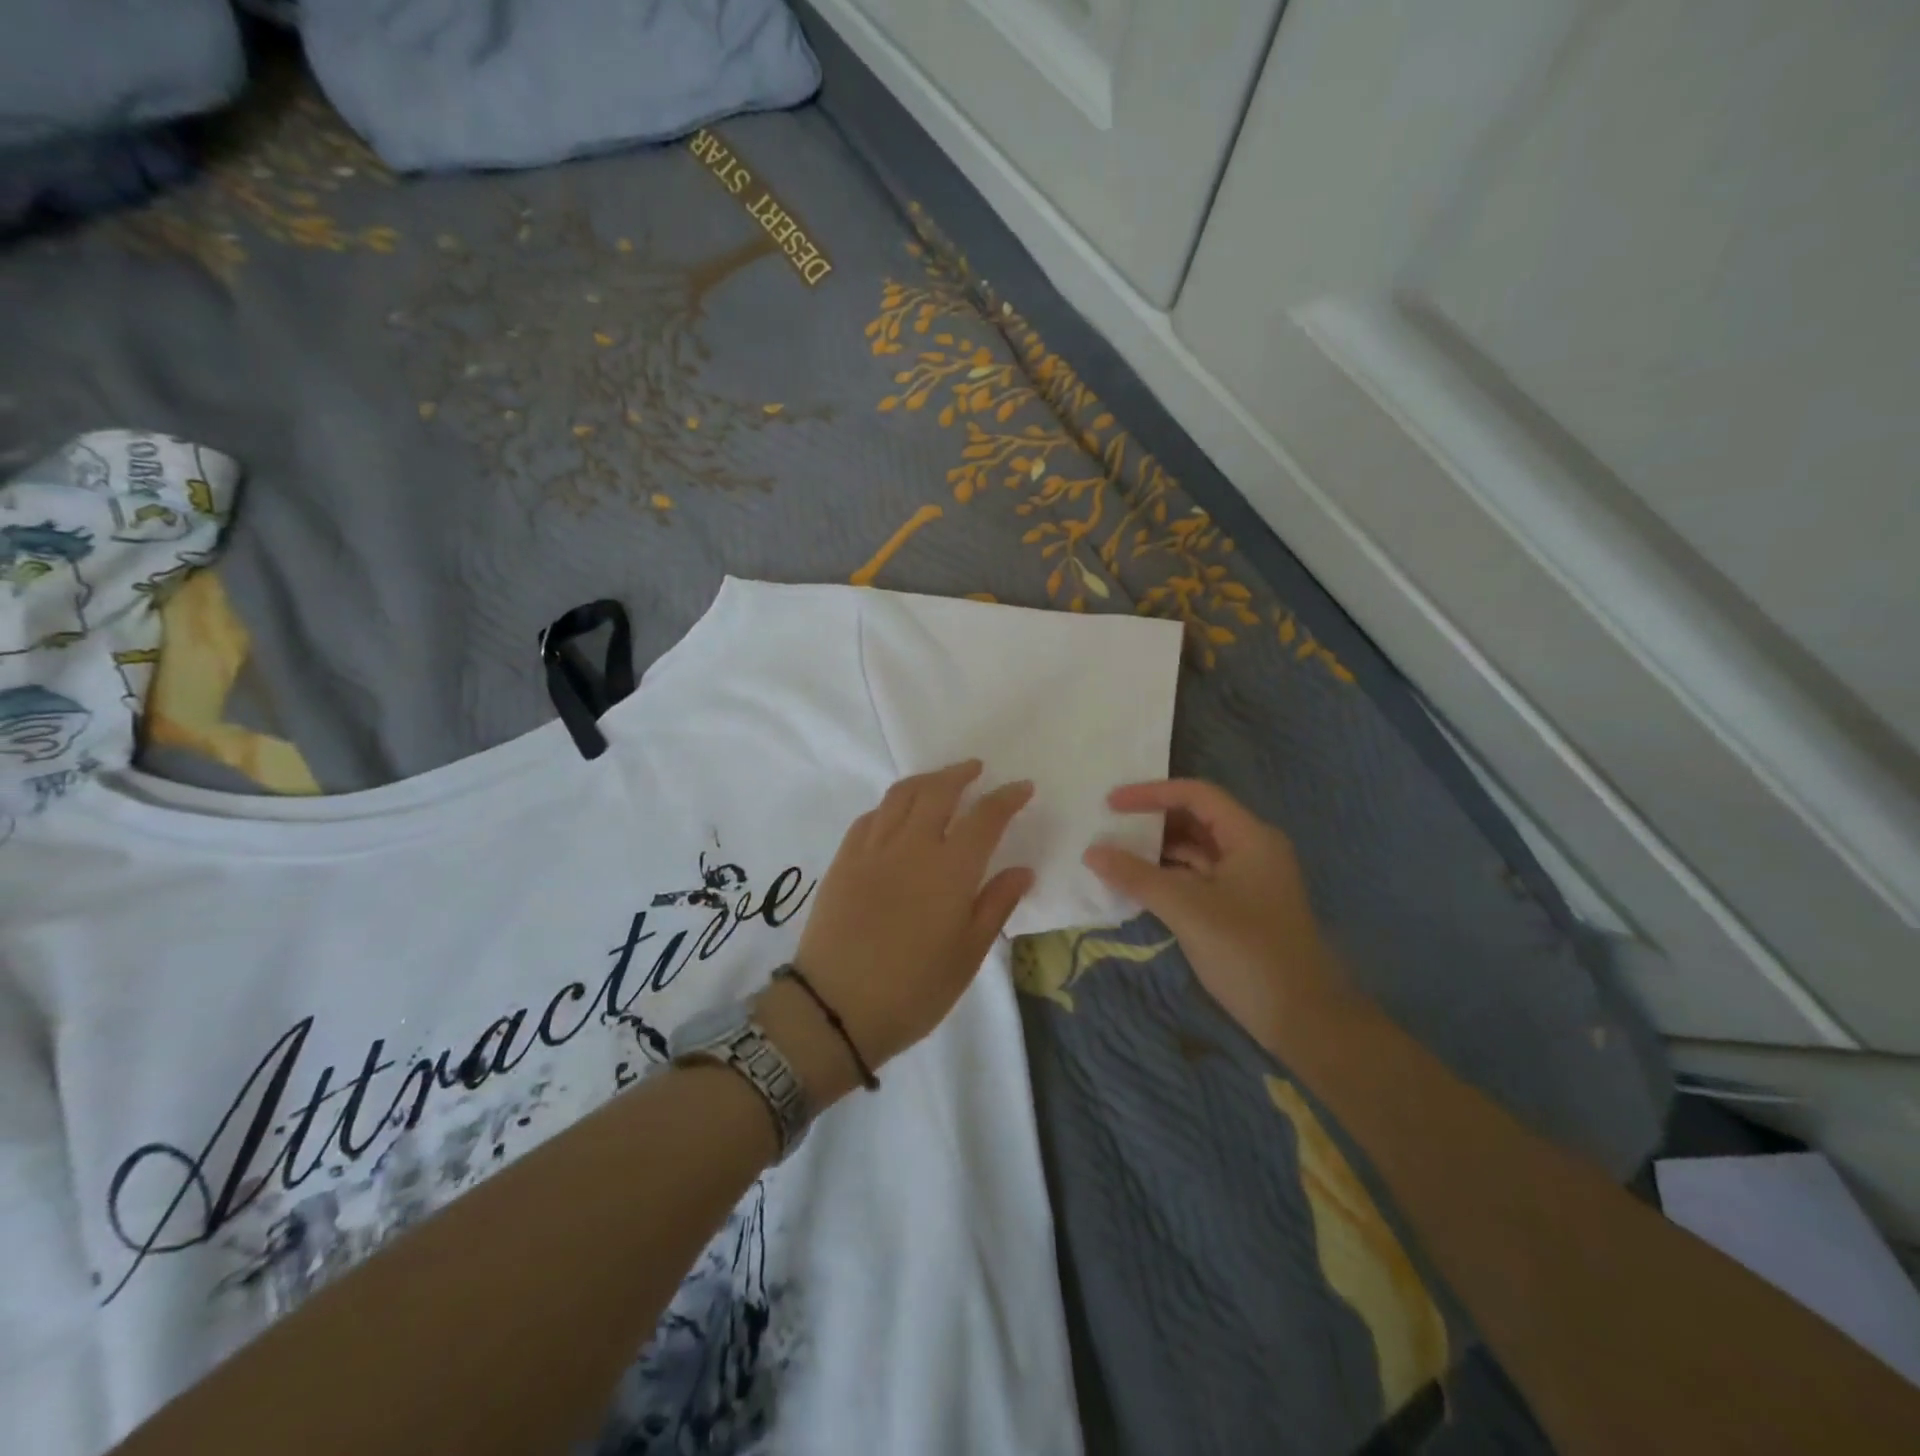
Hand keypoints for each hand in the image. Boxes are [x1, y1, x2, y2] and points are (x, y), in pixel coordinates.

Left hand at [775, 761, 1034, 1093]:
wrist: (835, 1008)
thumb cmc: (913, 990)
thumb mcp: (967, 955)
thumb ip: (996, 905)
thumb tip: (1022, 870)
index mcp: (950, 870)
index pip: (985, 817)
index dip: (1006, 798)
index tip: (1022, 787)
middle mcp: (912, 846)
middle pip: (938, 791)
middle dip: (961, 774)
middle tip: (976, 769)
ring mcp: (872, 849)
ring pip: (901, 795)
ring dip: (926, 780)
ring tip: (939, 782)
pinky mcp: (844, 860)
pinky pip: (870, 817)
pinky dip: (891, 806)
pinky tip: (897, 815)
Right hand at [1083, 780, 1341, 1051]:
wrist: (1304, 1020)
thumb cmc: (1248, 953)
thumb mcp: (1188, 910)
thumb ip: (1137, 877)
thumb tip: (1092, 852)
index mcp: (1250, 837)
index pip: (1196, 795)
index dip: (1151, 793)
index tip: (1110, 803)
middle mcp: (1251, 849)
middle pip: (1195, 819)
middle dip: (1151, 821)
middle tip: (1108, 827)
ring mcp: (1247, 880)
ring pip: (1195, 851)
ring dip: (1156, 851)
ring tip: (1114, 855)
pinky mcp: (1239, 907)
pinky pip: (1197, 878)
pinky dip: (1167, 877)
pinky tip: (1137, 886)